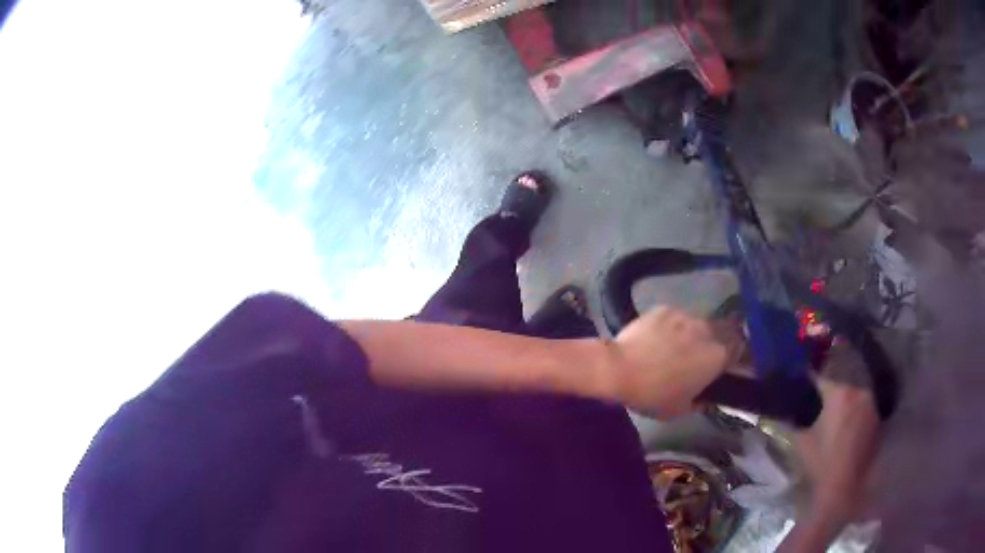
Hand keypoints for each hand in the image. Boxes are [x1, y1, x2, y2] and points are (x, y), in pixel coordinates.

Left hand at [608, 306, 727, 416]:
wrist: (618, 369)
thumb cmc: (653, 394)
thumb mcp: (680, 409)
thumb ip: (700, 402)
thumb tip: (706, 398)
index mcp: (717, 355)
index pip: (739, 349)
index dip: (734, 355)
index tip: (726, 364)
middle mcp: (707, 330)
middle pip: (721, 332)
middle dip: (715, 342)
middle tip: (699, 356)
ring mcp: (686, 315)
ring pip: (698, 323)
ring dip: (693, 334)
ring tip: (675, 347)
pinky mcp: (665, 308)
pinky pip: (676, 317)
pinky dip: (672, 327)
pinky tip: (657, 338)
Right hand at [779, 340, 881, 552]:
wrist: (844, 488)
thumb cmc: (821, 465)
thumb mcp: (801, 442)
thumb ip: (791, 419)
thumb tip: (776, 404)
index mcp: (838, 393)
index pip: (821, 368)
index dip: (808, 361)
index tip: (798, 354)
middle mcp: (858, 388)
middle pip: (842, 364)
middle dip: (828, 359)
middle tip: (816, 354)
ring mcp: (870, 399)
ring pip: (855, 375)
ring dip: (843, 372)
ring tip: (831, 372)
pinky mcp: (875, 411)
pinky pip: (863, 390)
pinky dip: (853, 388)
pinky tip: (845, 394)